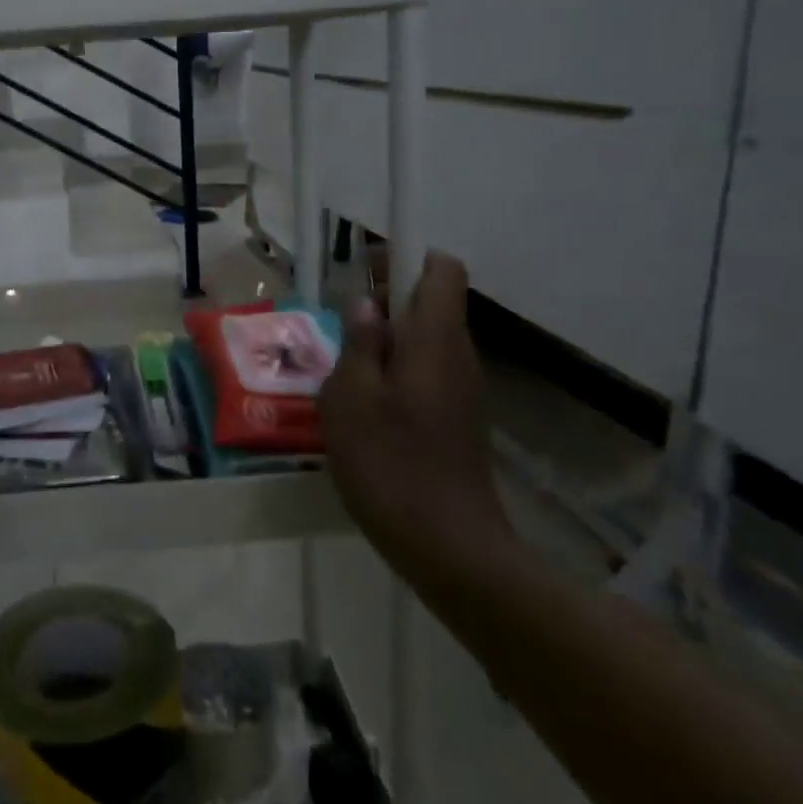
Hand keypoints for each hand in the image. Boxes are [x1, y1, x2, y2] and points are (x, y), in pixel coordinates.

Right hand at [318, 251, 514, 574]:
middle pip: (431, 303)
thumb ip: (358, 342)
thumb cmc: (390, 461)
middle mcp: (458, 355)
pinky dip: (395, 373)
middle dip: (385, 302)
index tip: (365, 271)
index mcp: (435, 339)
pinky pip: (426, 373)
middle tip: (340, 327)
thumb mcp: (351, 396)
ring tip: (343, 370)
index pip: (442, 270)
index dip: (405, 257)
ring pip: (425, 341)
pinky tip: (363, 407)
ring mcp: (463, 390)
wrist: (449, 546)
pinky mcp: (458, 419)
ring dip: (386, 341)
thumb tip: (366, 303)